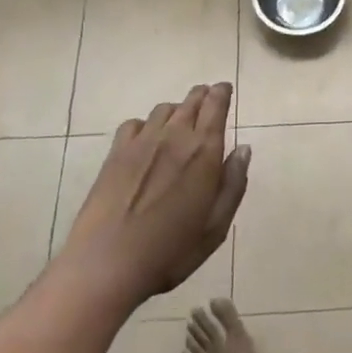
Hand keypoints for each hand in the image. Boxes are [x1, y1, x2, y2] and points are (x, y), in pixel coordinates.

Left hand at [56, 83, 249, 308]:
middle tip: (208, 99)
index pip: (216, 106)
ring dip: (177, 110)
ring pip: (164, 109)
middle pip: (191, 101)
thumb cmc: (170, 251)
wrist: (108, 263)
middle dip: (202, 95)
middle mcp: (175, 136)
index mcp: (204, 152)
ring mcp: (142, 142)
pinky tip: (146, 139)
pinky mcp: (116, 153)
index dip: (222, 93)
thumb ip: (233, 184)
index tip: (225, 89)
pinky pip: (134, 124)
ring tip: (179, 121)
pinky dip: (146, 124)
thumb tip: (244, 149)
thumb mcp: (215, 227)